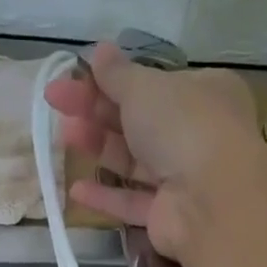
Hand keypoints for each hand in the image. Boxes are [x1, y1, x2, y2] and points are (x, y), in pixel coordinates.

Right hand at [42, 41, 260, 259]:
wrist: (210, 198)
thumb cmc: (183, 125)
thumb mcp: (145, 87)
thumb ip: (117, 74)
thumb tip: (99, 50)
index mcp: (202, 93)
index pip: (153, 84)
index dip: (111, 81)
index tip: (74, 77)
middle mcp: (197, 135)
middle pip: (138, 122)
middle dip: (96, 112)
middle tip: (56, 103)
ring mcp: (183, 179)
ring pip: (134, 161)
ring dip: (98, 148)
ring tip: (63, 137)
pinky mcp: (168, 216)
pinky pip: (133, 202)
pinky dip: (106, 196)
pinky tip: (76, 190)